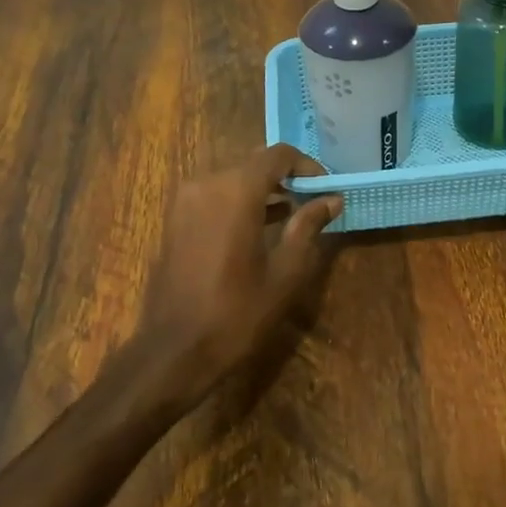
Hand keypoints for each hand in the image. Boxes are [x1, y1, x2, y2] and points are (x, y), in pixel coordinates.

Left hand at [123, 144, 340, 416]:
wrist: (174, 351)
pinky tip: (259, 228)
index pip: (278, 155)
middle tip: (313, 203)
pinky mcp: (174, 219)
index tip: (326, 188)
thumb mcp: (285, 272)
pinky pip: (214, 196)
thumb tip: (331, 199)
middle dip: (286, 178)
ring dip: (263, 191)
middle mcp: (206, 184)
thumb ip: (308, 227)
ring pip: (233, 179)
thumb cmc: (237, 313)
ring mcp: (185, 201)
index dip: (307, 166)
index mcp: (236, 191)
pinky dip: (239, 202)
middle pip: (254, 164)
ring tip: (292, 216)